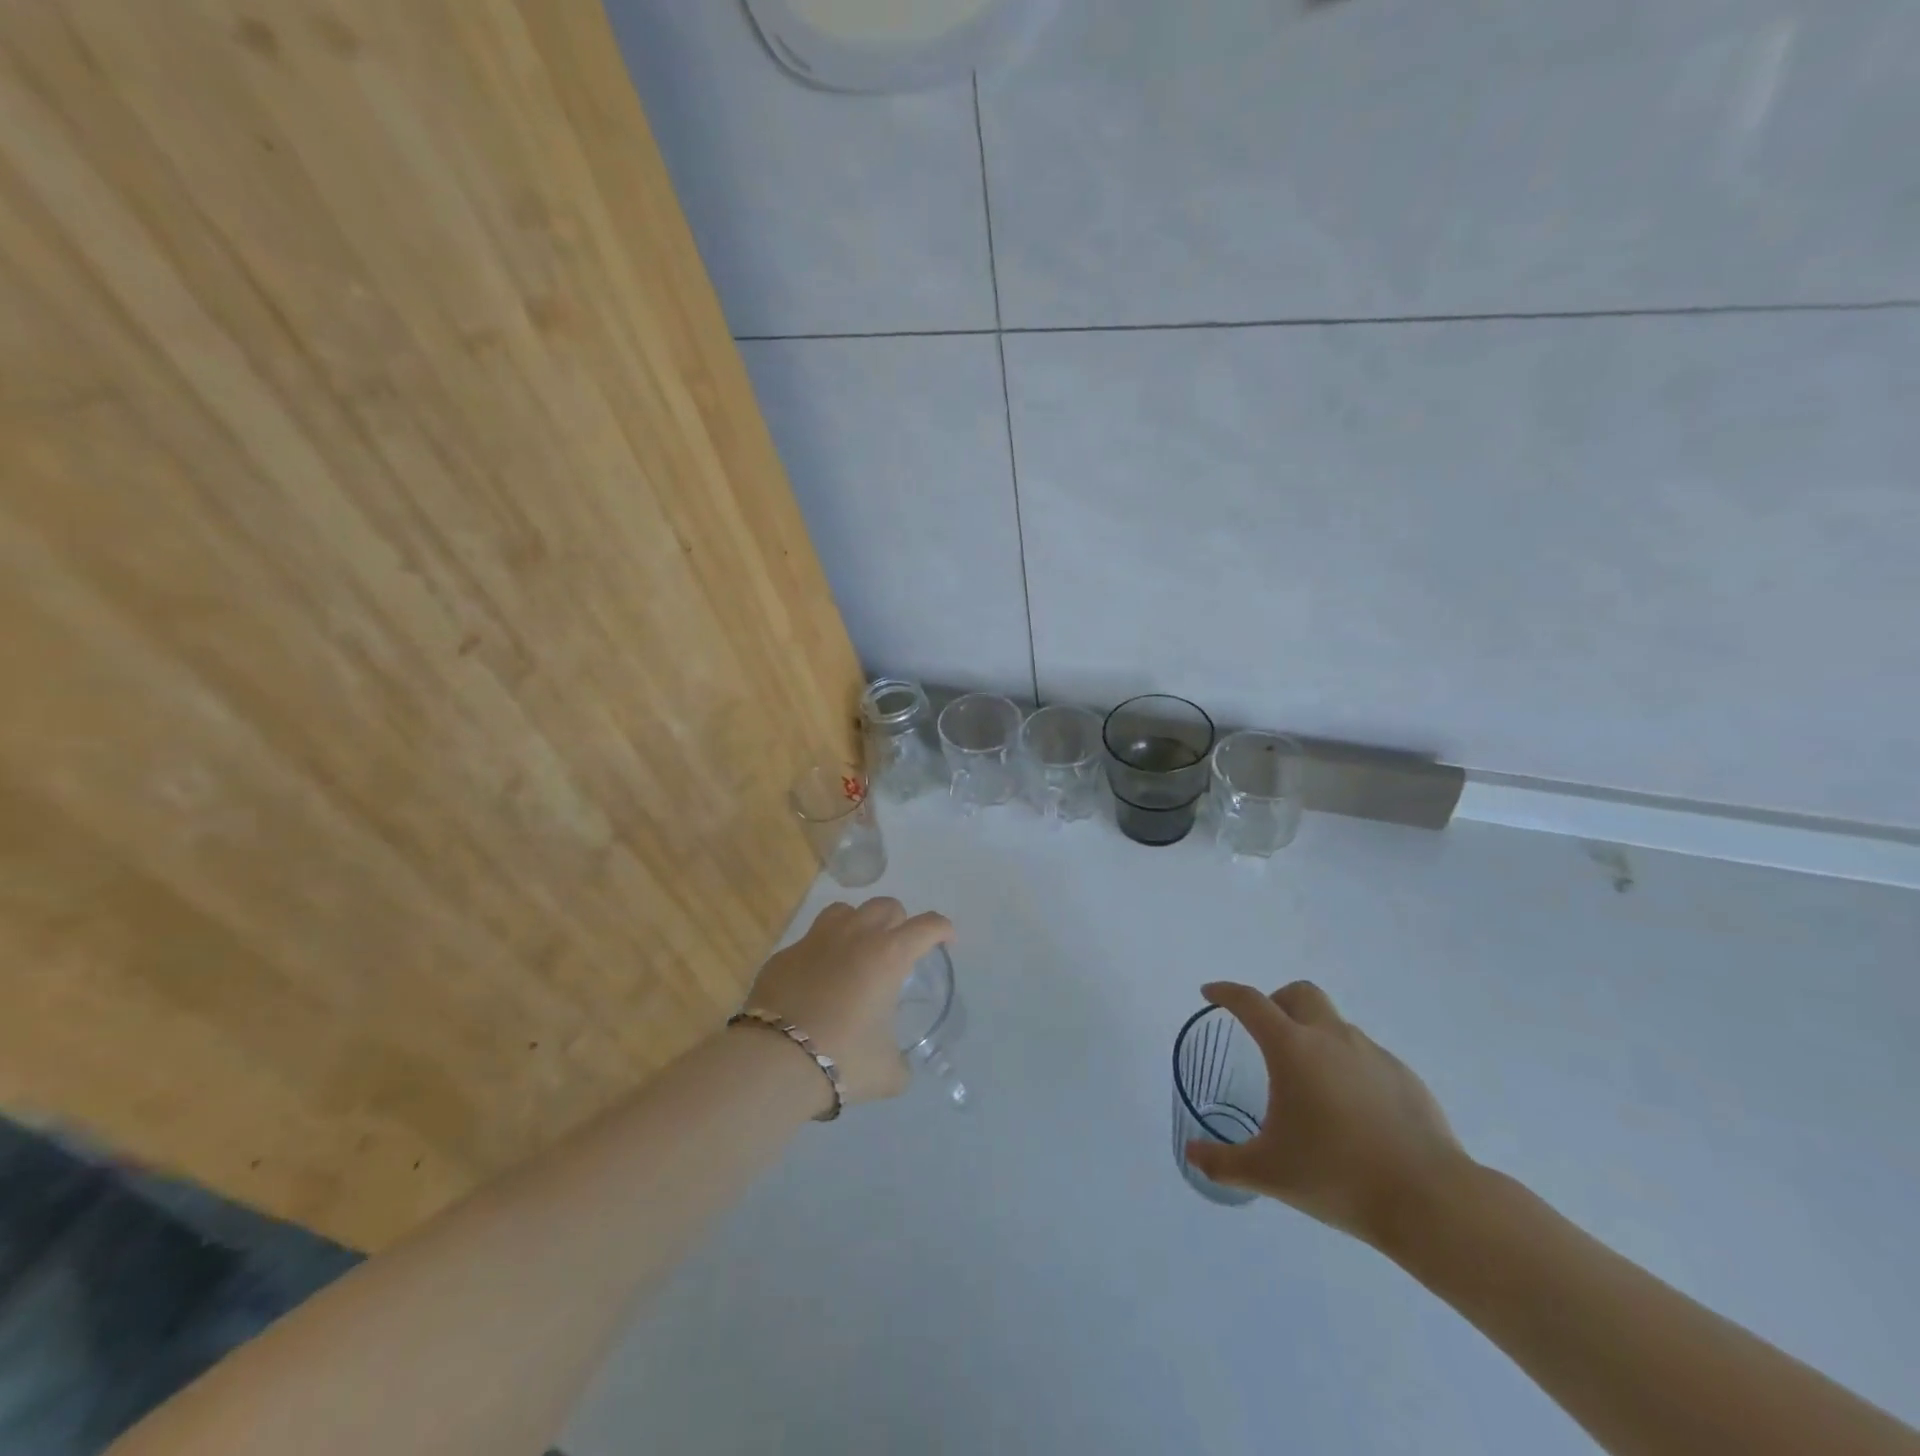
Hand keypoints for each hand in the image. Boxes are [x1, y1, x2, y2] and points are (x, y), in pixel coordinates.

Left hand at [743, 898, 954, 1106]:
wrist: (775, 1061)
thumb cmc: (843, 1059)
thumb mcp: (888, 1071)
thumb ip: (901, 1062)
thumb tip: (897, 1065)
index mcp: (889, 955)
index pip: (927, 926)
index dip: (943, 929)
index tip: (947, 941)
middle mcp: (855, 936)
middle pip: (886, 906)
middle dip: (899, 923)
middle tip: (898, 951)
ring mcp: (816, 940)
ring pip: (845, 911)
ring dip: (859, 925)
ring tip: (858, 952)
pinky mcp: (784, 955)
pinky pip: (810, 941)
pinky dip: (821, 953)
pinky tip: (817, 981)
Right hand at [1184, 980, 1470, 1247]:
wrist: (1430, 1201)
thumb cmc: (1337, 1176)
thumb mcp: (1268, 1173)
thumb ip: (1222, 1162)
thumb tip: (1191, 1154)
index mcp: (1292, 1049)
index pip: (1250, 1002)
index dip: (1226, 993)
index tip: (1211, 993)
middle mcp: (1331, 1038)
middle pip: (1299, 993)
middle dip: (1276, 1002)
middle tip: (1265, 1032)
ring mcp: (1373, 1054)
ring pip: (1335, 1024)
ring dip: (1314, 1036)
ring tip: (1310, 1084)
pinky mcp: (1405, 1077)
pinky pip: (1366, 1056)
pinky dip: (1348, 1067)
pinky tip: (1352, 1111)